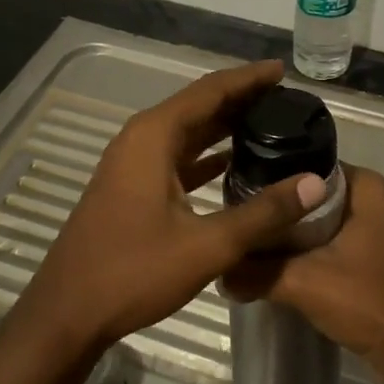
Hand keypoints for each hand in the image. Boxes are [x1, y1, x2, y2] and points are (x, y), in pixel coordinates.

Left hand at [17, 60, 327, 349]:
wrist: (68, 313)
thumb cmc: (133, 272)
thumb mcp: (207, 245)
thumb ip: (263, 213)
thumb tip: (316, 183)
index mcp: (153, 136)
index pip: (210, 90)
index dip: (249, 79)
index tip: (283, 70)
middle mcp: (140, 139)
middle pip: (198, 106)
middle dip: (240, 99)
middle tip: (286, 98)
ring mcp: (131, 164)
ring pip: (186, 132)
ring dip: (223, 126)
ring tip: (268, 123)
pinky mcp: (130, 187)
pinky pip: (175, 157)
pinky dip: (205, 155)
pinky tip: (233, 162)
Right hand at [224, 165, 383, 383]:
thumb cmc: (369, 302)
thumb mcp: (304, 283)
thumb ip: (257, 273)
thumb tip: (218, 273)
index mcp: (364, 186)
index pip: (304, 166)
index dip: (270, 180)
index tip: (234, 193)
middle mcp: (369, 200)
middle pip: (307, 197)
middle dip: (274, 212)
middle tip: (234, 220)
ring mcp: (370, 230)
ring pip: (314, 224)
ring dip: (285, 237)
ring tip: (244, 242)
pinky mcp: (366, 258)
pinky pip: (324, 245)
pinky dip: (301, 255)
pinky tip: (269, 267)